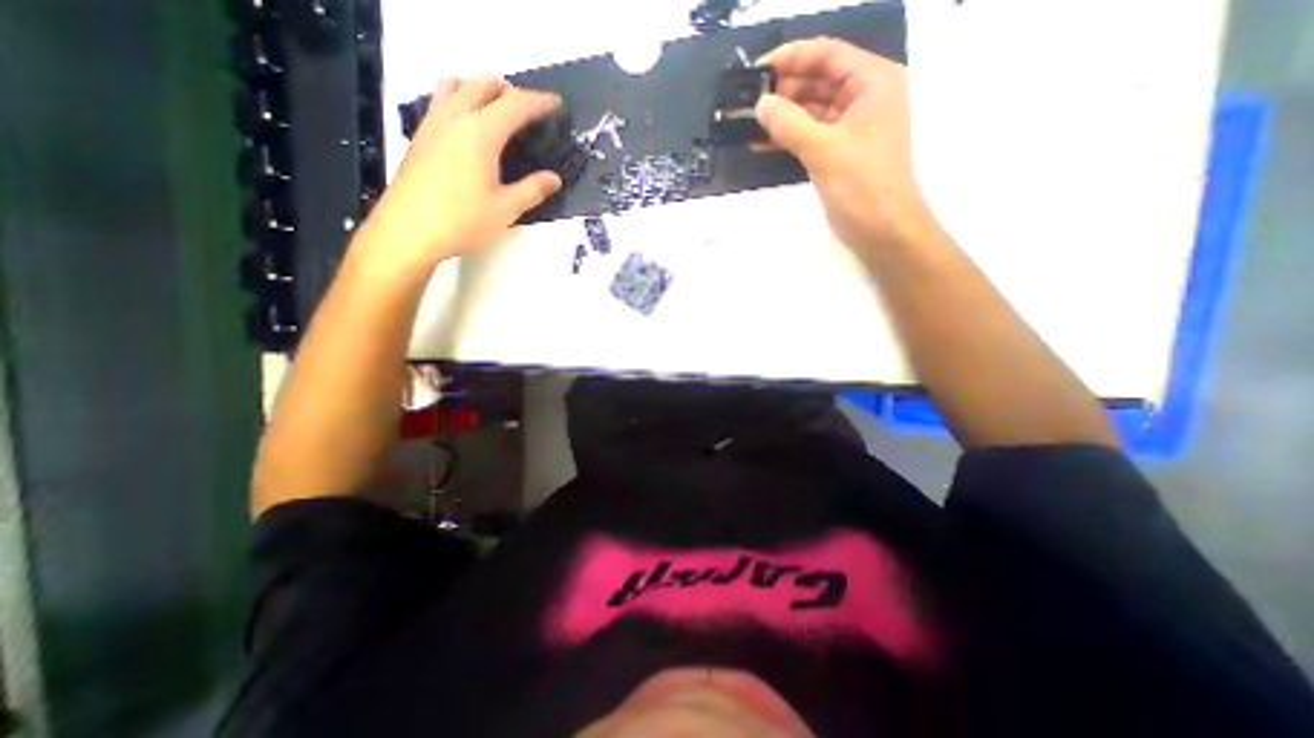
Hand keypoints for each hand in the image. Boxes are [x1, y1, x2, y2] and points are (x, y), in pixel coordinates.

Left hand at [358, 76, 564, 271]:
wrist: (409, 230)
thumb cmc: (462, 220)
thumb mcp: (506, 209)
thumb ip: (533, 190)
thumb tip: (554, 179)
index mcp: (481, 133)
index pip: (516, 105)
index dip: (540, 102)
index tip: (557, 104)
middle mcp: (455, 118)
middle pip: (484, 85)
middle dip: (510, 91)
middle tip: (530, 110)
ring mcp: (433, 124)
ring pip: (456, 85)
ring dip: (480, 89)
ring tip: (496, 110)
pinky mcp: (421, 136)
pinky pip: (441, 101)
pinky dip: (459, 100)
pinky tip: (467, 127)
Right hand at [755, 39, 940, 258]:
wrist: (882, 229)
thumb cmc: (862, 184)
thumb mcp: (823, 149)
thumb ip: (789, 123)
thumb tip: (760, 104)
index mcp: (873, 82)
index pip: (827, 55)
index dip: (791, 57)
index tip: (757, 70)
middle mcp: (864, 97)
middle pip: (818, 80)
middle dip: (784, 89)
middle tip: (749, 101)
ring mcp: (851, 127)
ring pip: (811, 109)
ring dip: (783, 115)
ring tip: (750, 122)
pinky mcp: (839, 152)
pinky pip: (810, 134)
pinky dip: (788, 137)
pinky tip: (762, 143)